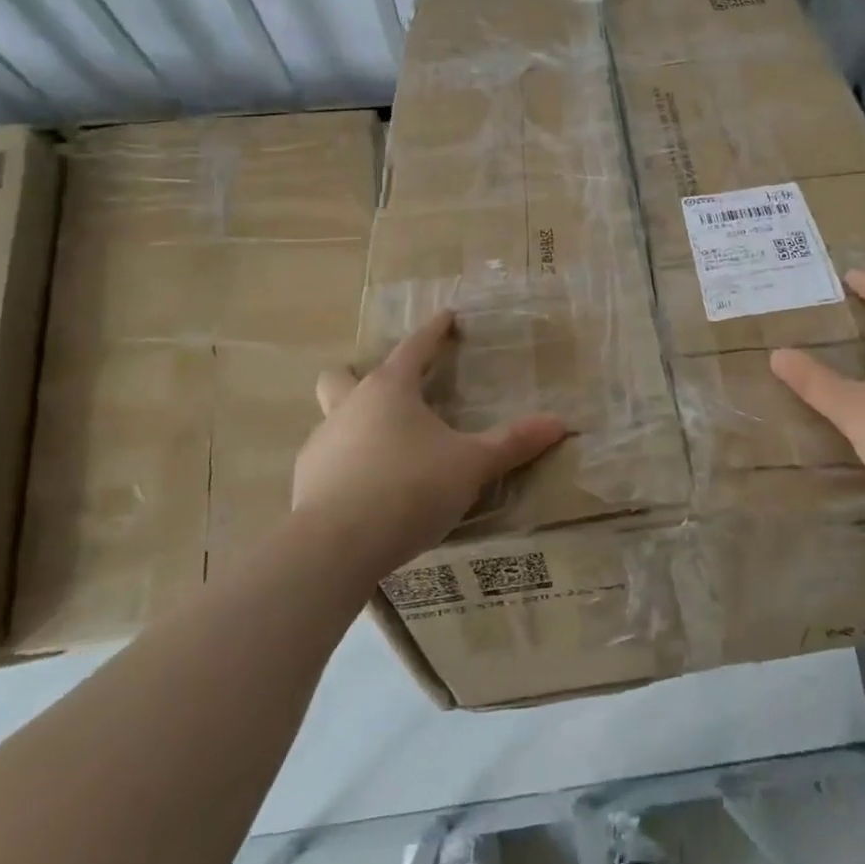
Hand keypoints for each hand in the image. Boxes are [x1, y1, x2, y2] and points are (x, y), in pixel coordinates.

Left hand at [296, 310, 567, 575]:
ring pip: (332, 419)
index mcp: (390, 390)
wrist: (336, 546)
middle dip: (360, 376)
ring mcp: (322, 444)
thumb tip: (559, 423)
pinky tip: (365, 493)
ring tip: (385, 452)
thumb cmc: (410, 488)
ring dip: (354, 426)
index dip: (434, 332)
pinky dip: (345, 467)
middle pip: (342, 376)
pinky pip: (327, 462)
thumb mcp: (471, 465)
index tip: (446, 317)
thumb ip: (512, 443)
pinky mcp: (305, 483)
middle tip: (388, 395)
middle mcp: (349, 407)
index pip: (414, 348)